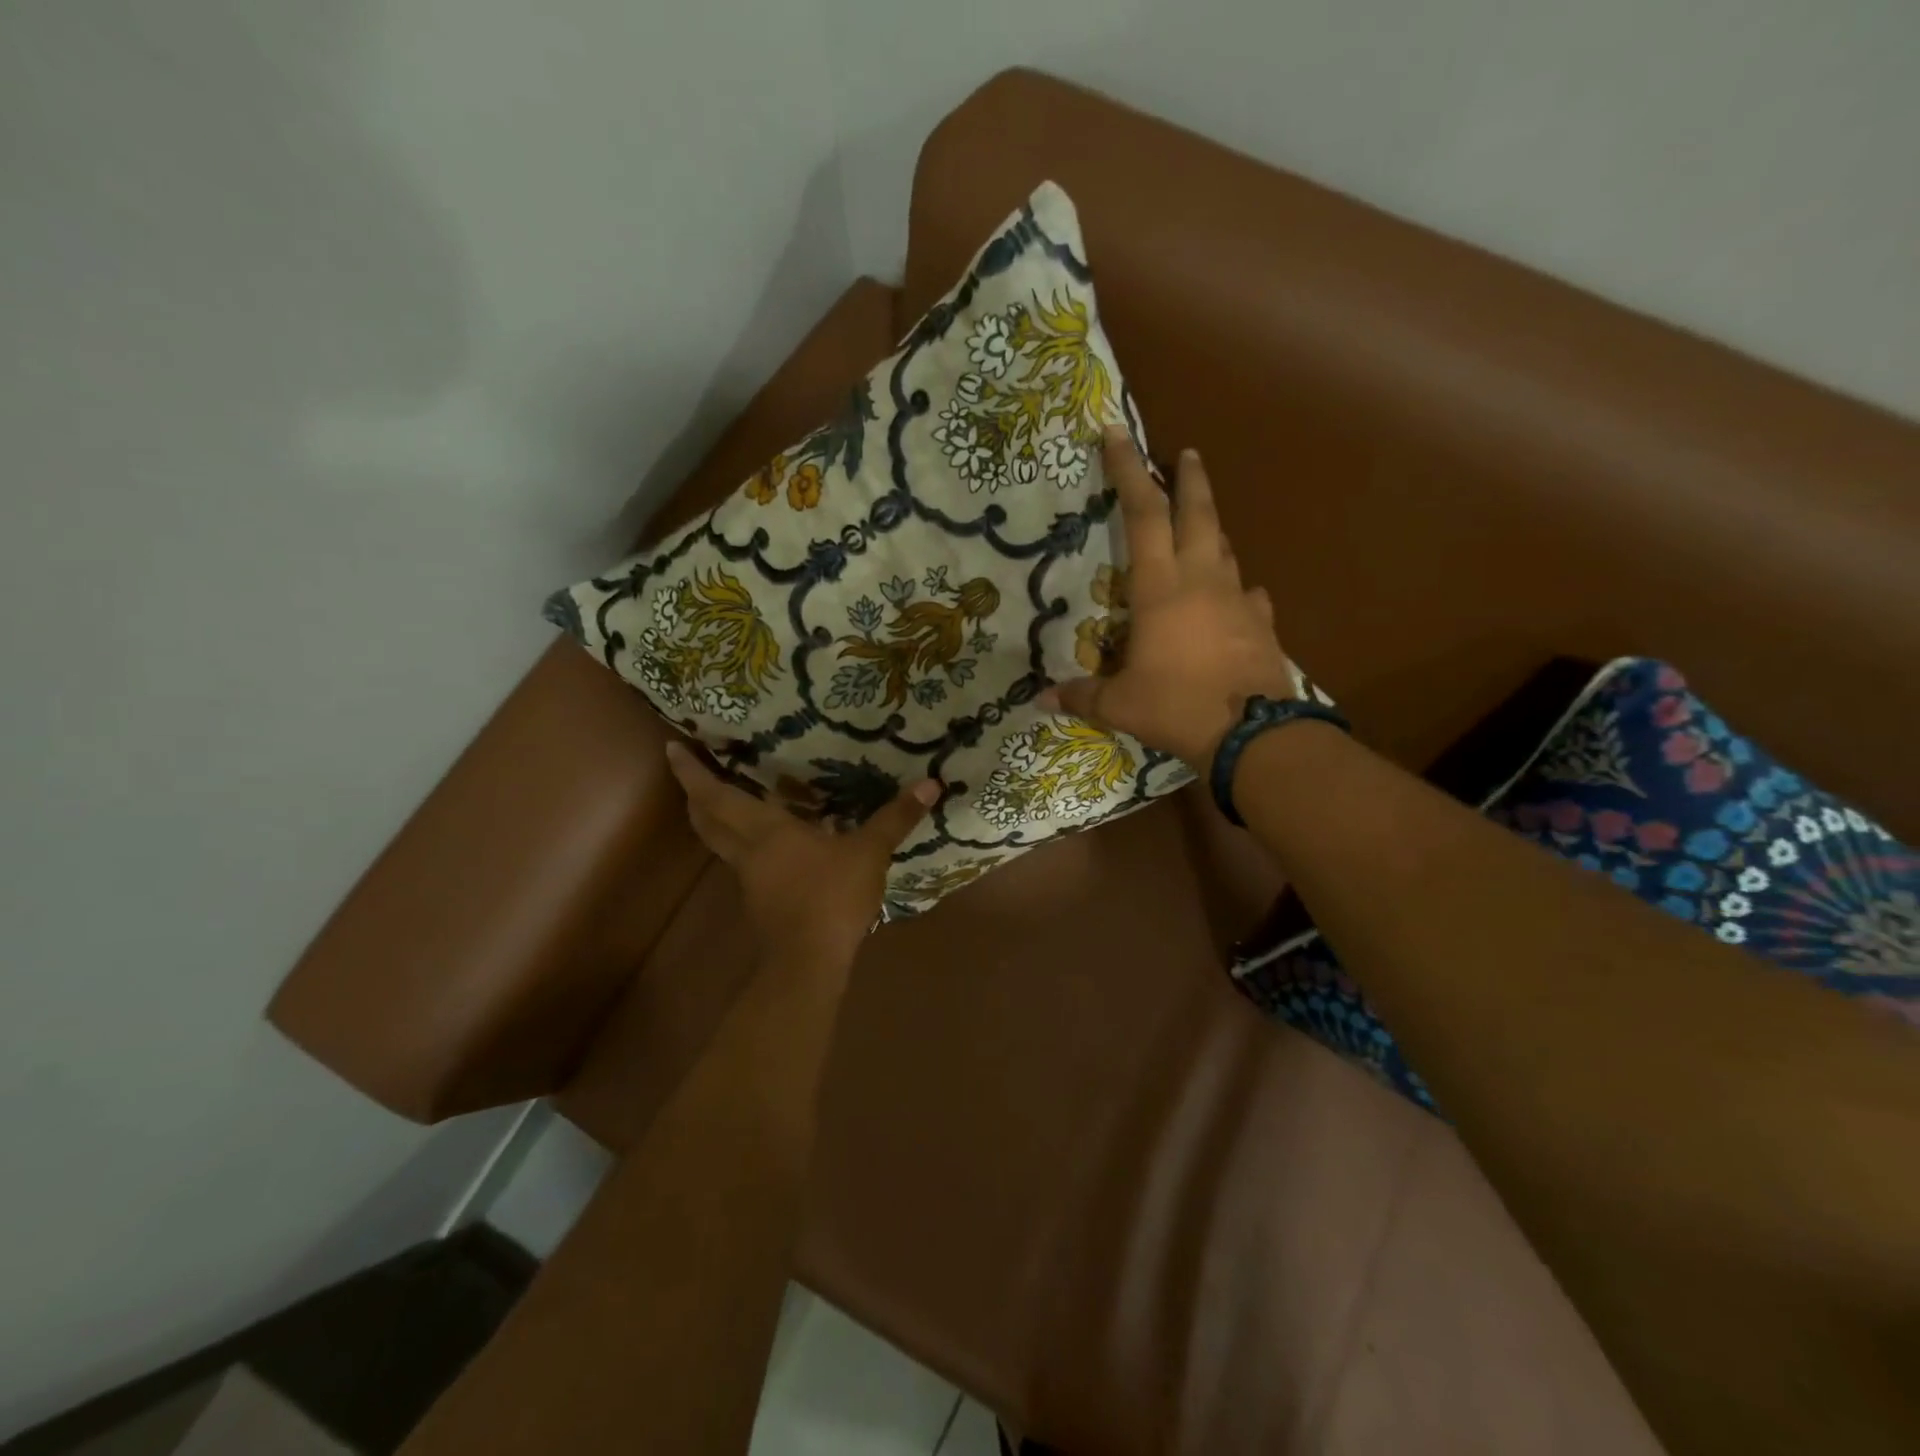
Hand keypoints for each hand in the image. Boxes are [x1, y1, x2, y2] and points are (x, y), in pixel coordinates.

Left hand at [664, 742, 938, 969]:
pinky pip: (743, 861)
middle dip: (695, 794)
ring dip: (715, 818)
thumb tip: (930, 784)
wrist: (809, 962)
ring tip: (725, 798)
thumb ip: (896, 819)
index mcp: (765, 831)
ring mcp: (750, 879)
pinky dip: (742, 843)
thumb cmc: (831, 897)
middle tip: (690, 770)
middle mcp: (748, 851)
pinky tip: (768, 843)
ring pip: (720, 842)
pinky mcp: (760, 900)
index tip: (671, 748)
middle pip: (707, 819)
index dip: (692, 773)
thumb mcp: (869, 853)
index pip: (716, 796)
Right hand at [1040, 426, 1295, 766]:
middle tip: (1186, 452)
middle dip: (1189, 479)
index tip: (1118, 433)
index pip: (1142, 515)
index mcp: (1161, 589)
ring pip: (1225, 548)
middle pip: (1197, 513)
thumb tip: (1040, 700)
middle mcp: (1202, 580)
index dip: (1128, 471)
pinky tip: (1234, 597)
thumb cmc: (1176, 707)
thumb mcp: (1119, 705)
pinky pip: (1248, 594)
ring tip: (1201, 524)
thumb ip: (1080, 696)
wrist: (1252, 735)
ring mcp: (1238, 599)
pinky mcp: (1263, 623)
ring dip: (1212, 528)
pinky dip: (1236, 588)